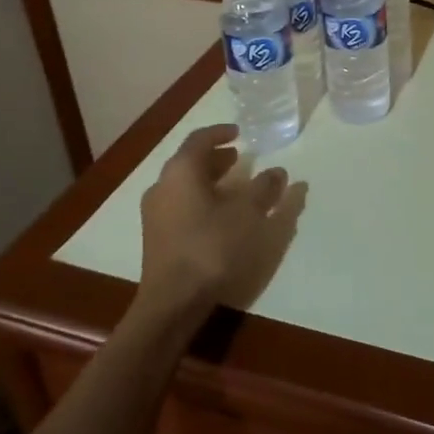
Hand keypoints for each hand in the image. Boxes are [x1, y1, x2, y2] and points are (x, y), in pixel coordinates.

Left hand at [138, 125, 291, 318]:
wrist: (173, 300)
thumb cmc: (211, 246)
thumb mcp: (248, 214)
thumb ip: (265, 189)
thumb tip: (277, 172)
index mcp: (181, 171)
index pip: (199, 139)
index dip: (221, 133)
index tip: (239, 133)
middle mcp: (162, 186)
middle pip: (189, 162)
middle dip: (216, 158)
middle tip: (240, 159)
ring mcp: (156, 213)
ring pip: (184, 185)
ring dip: (210, 181)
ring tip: (235, 187)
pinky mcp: (157, 237)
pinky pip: (181, 205)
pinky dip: (202, 200)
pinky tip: (221, 216)